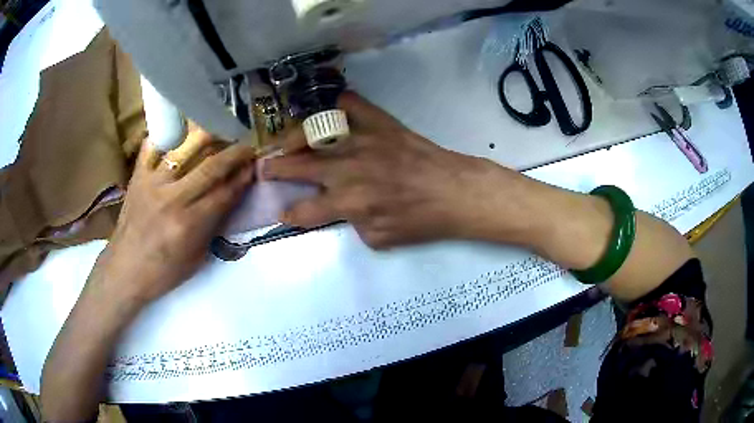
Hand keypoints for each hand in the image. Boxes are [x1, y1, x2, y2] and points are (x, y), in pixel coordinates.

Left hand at [97, 128, 255, 304]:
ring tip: (220, 134)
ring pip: (185, 148)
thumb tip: (229, 200)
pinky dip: (168, 135)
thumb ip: (213, 228)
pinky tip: (180, 131)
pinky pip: (153, 145)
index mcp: (188, 225)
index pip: (224, 194)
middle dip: (235, 154)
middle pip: (211, 167)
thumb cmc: (162, 272)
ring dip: (208, 138)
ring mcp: (152, 183)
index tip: (255, 167)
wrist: (124, 269)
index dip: (243, 178)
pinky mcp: (138, 176)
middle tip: (247, 147)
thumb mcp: (196, 259)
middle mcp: (172, 199)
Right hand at [265, 92, 528, 248]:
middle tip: (263, 168)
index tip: (283, 213)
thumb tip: (340, 209)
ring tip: (283, 142)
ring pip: (315, 133)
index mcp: (348, 202)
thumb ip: (352, 224)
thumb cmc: (421, 220)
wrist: (454, 192)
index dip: (290, 214)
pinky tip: (329, 111)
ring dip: (293, 138)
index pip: (306, 211)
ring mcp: (362, 141)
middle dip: (276, 169)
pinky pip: (351, 105)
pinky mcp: (380, 124)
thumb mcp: (380, 238)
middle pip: (299, 166)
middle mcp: (347, 169)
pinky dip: (337, 105)